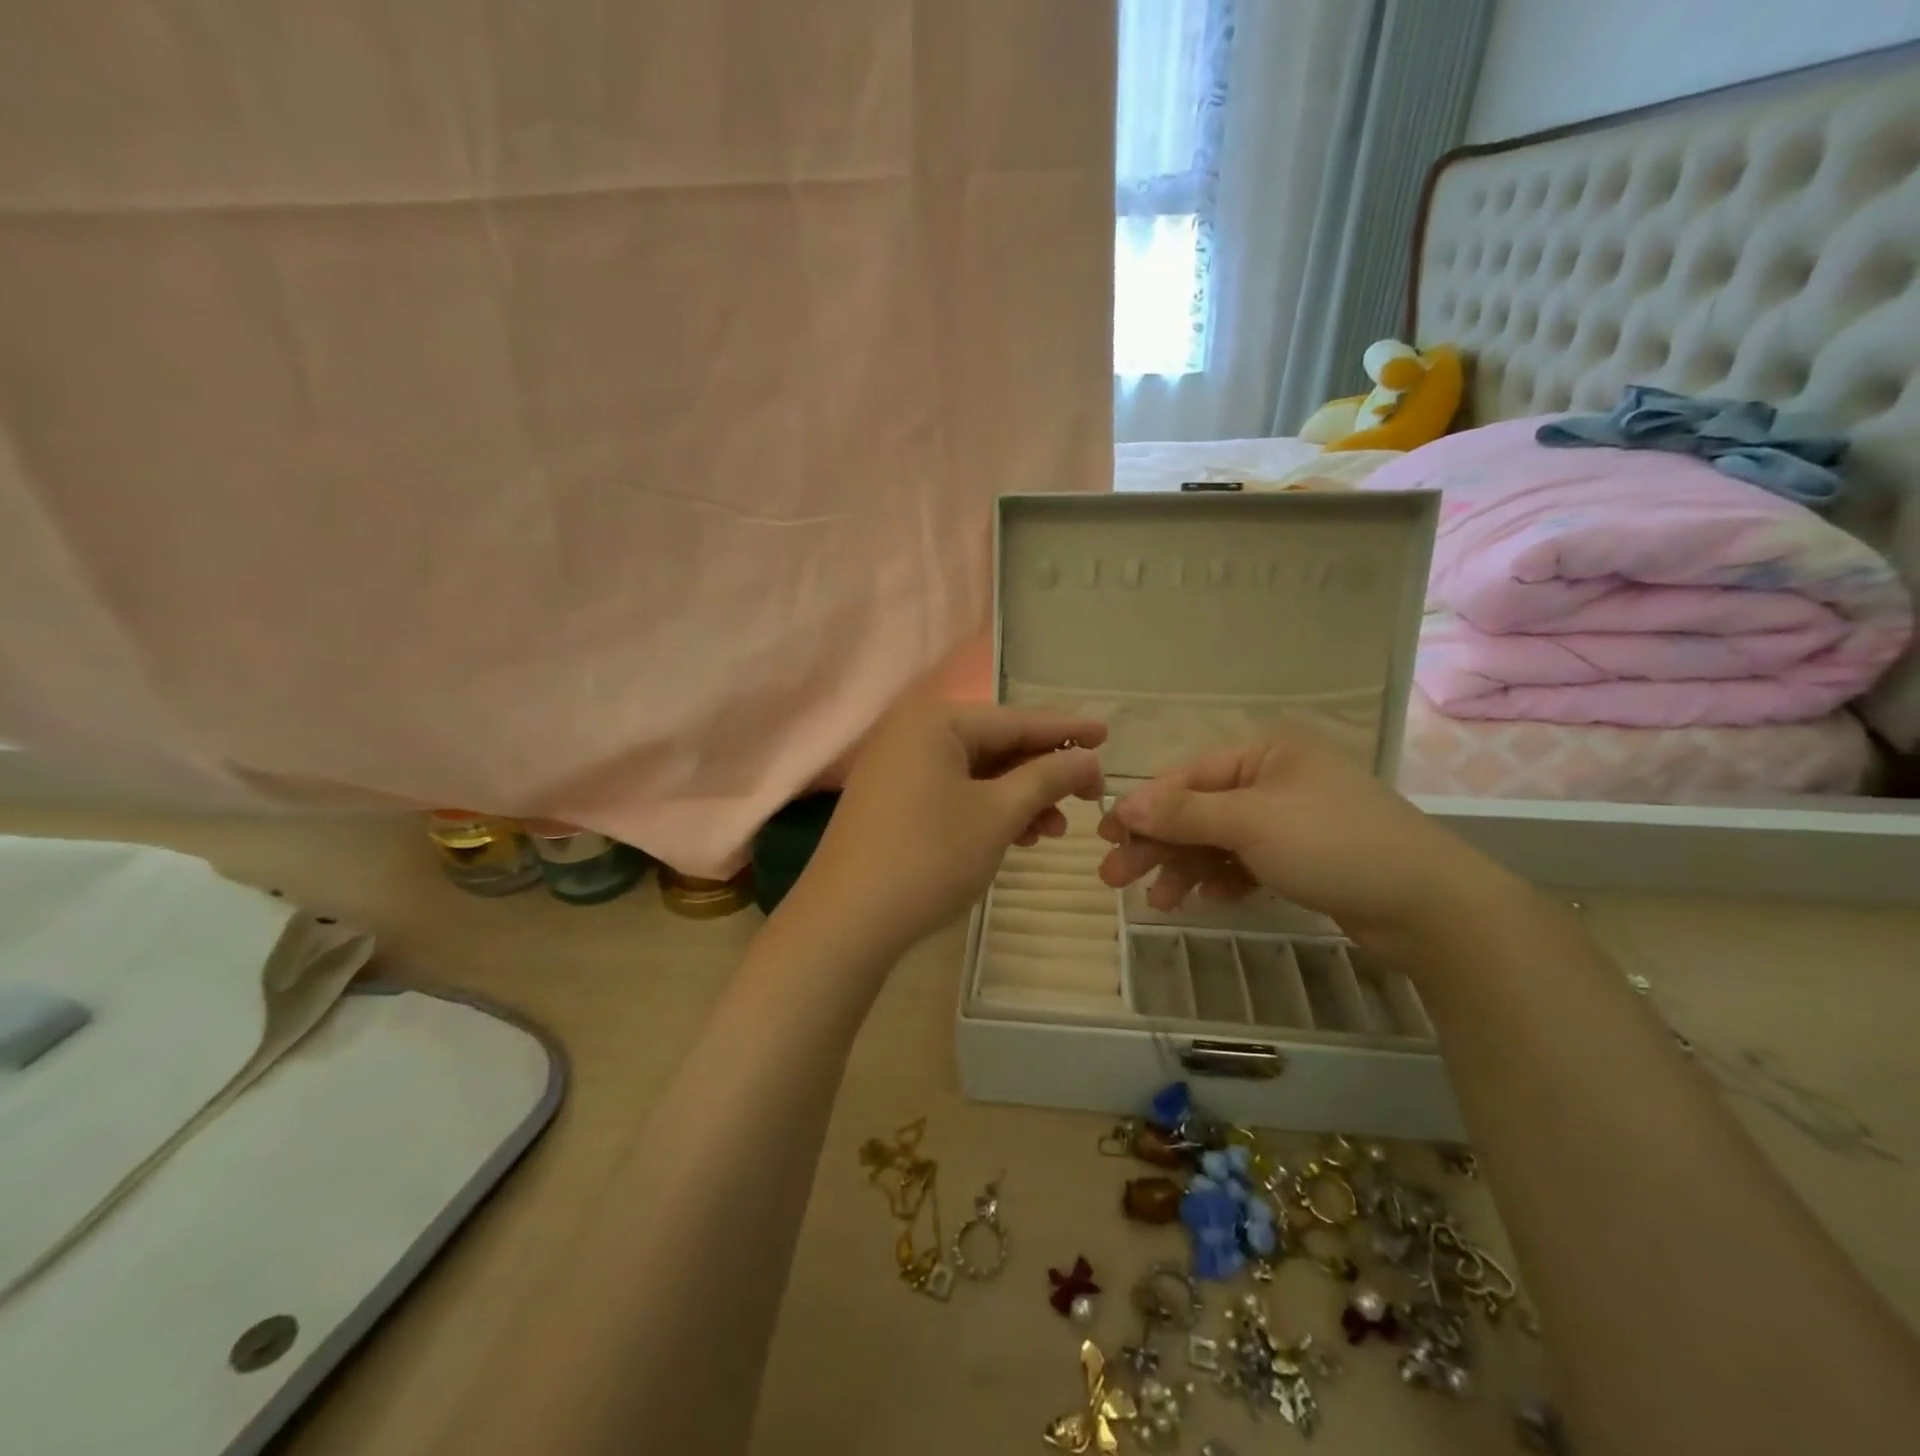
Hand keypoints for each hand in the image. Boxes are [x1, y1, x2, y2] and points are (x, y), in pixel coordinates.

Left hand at [795, 686, 1106, 956]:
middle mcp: (913, 734)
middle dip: (1043, 773)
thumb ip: (1047, 778)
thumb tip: (1088, 759)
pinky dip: (988, 811)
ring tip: (1055, 829)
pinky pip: (953, 793)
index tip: (1108, 735)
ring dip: (1019, 798)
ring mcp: (898, 769)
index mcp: (936, 722)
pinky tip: (1017, 836)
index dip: (1066, 731)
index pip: (1015, 720)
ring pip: (976, 774)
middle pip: (996, 745)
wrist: (846, 921)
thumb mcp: (997, 814)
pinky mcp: (892, 802)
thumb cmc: (929, 857)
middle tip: (1089, 797)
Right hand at [1095, 724, 1517, 958]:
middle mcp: (1274, 779)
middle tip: (1115, 877)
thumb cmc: (1334, 844)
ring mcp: (1289, 820)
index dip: (1145, 808)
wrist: (1429, 906)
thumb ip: (1185, 812)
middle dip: (1158, 844)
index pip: (1188, 777)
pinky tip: (1202, 901)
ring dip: (1184, 869)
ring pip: (1218, 841)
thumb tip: (1125, 804)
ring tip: (1157, 902)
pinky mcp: (1301, 857)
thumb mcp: (1252, 822)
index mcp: (1266, 753)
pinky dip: (1220, 880)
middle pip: (1198, 810)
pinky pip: (1243, 862)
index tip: (1108, 837)